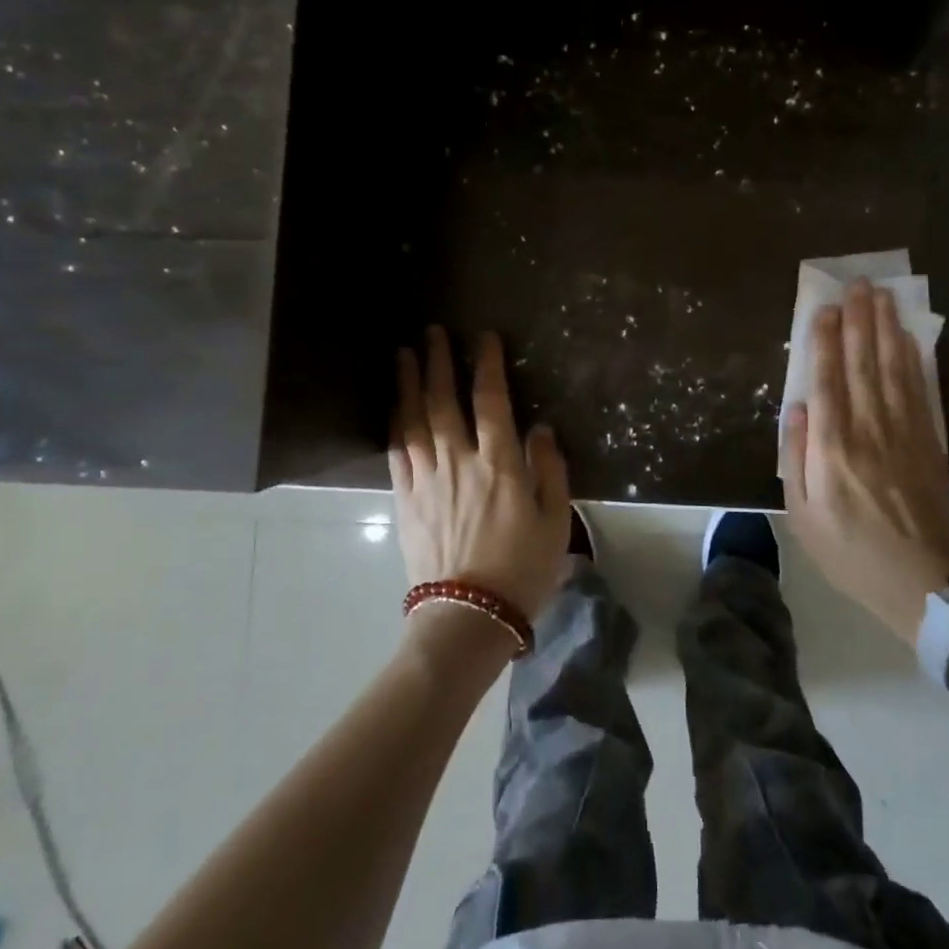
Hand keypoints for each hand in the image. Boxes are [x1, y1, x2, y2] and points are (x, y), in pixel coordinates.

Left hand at [389, 327, 571, 629]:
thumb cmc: (522, 569)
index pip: (491, 400)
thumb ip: (550, 470)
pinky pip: (396, 453)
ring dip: (407, 383)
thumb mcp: (555, 521)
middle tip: (432, 332)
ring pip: (413, 420)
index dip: (486, 364)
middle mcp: (458, 461)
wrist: (468, 617)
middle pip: (443, 400)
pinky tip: (392, 406)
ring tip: (403, 354)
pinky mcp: (406, 500)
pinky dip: (394, 423)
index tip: (483, 337)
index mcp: (499, 463)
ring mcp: (427, 479)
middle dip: (438, 361)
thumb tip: (540, 429)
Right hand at [781, 279, 948, 642]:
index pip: (827, 381)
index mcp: (832, 448)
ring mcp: (903, 434)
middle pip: (863, 365)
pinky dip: (912, 360)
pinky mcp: (928, 442)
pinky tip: (907, 338)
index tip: (825, 308)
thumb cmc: (848, 550)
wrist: (920, 582)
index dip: (825, 342)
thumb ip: (796, 456)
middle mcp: (868, 430)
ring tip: (881, 296)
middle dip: (859, 321)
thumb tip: (798, 407)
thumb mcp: (802, 515)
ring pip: (892, 369)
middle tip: (858, 284)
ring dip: (886, 329)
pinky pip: (918, 391)